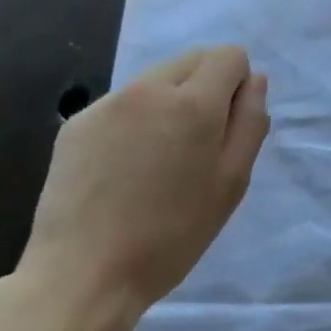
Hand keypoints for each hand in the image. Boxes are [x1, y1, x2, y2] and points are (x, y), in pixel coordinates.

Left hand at [18, 46, 269, 329]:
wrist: (82, 275)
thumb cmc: (171, 236)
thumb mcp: (231, 184)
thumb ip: (250, 123)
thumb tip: (254, 81)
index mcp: (193, 103)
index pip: (228, 55)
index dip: (237, 85)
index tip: (226, 128)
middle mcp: (149, 89)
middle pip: (192, 60)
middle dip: (204, 88)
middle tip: (196, 146)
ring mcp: (107, 103)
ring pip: (156, 80)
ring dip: (168, 103)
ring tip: (157, 160)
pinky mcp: (77, 123)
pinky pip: (122, 104)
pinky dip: (133, 121)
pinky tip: (122, 168)